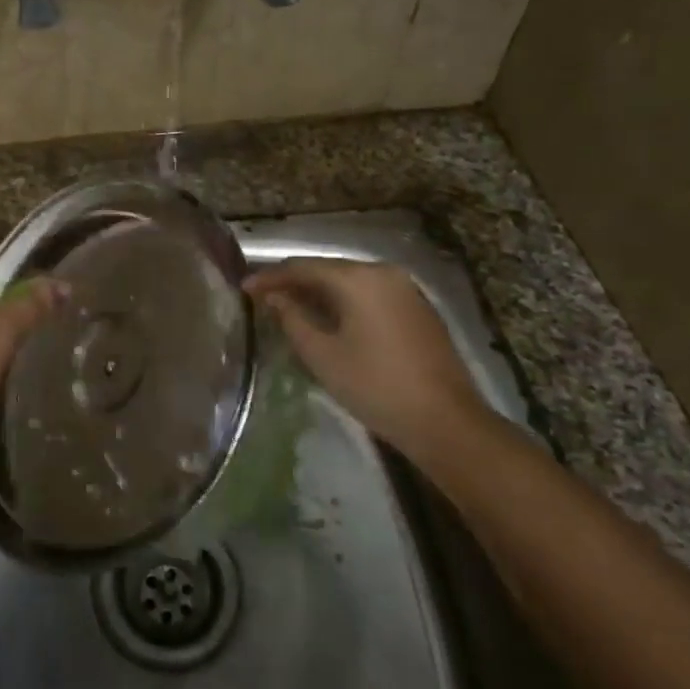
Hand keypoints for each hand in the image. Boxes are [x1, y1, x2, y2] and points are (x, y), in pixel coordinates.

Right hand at [243, 258, 489, 456]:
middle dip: (294, 282)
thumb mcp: (322, 355)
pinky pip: (369, 294)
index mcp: (358, 278)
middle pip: (327, 269)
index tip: (244, 288)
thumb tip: (274, 297)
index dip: (270, 277)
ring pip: (349, 282)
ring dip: (318, 292)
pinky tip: (328, 319)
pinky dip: (343, 301)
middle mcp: (383, 272)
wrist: (445, 421)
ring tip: (289, 308)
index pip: (302, 267)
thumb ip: (292, 318)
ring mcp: (405, 289)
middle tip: (263, 298)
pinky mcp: (417, 309)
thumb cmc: (375, 386)